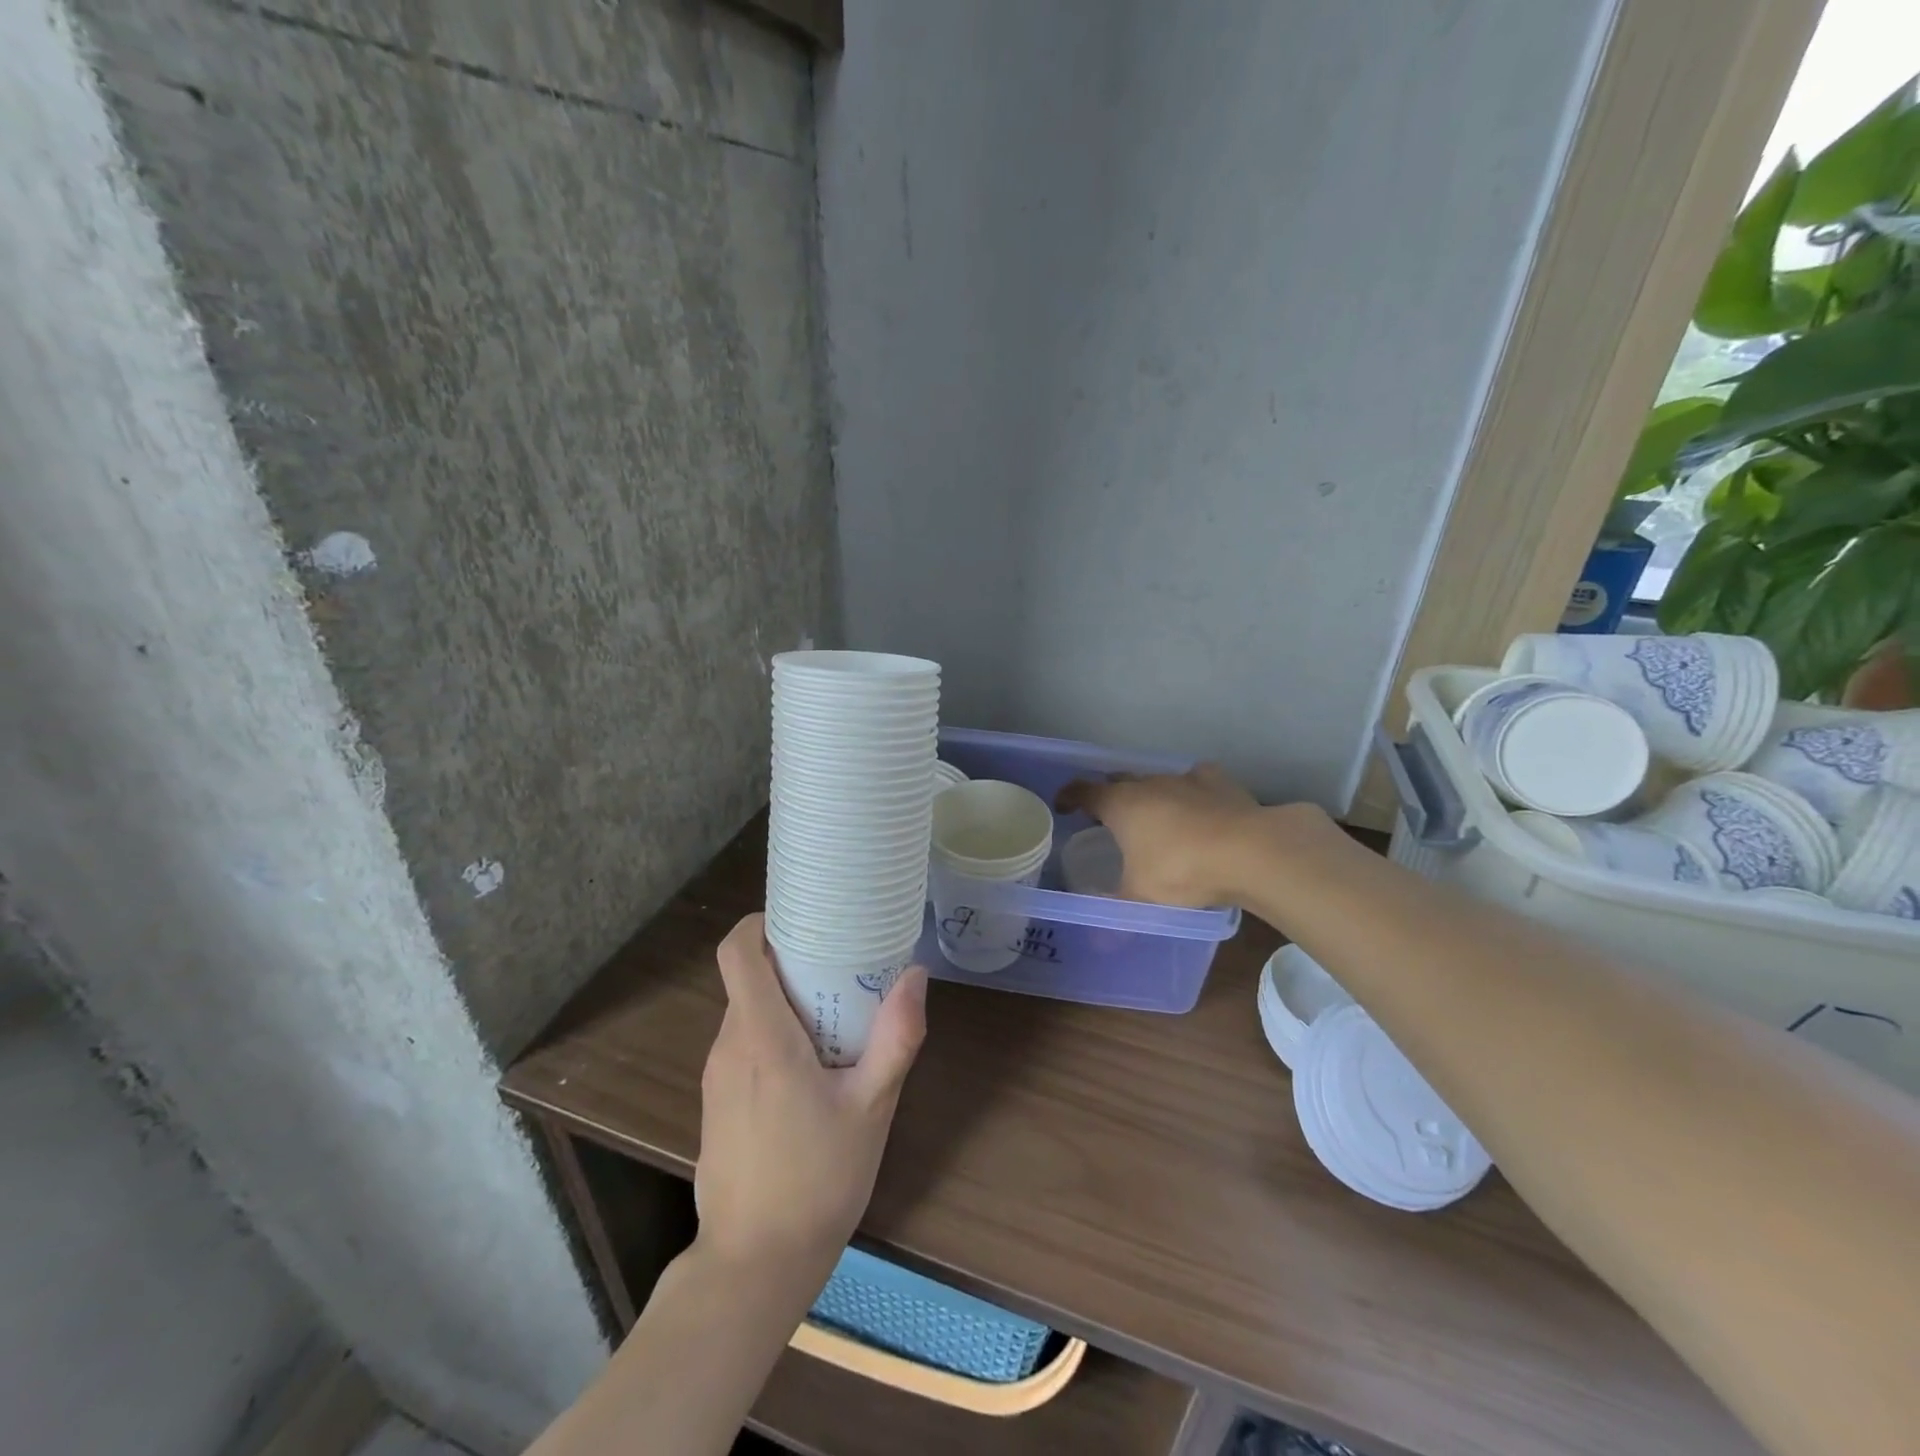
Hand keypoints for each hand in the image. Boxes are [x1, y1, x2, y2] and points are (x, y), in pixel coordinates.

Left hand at [695, 914, 927, 1280]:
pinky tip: (814, 1068)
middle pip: (750, 977)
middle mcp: (729, 1045)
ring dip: (787, 1001)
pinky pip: (744, 1044)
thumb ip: (896, 1038)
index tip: (803, 917)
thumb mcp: (872, 1108)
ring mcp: (717, 1076)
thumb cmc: (817, 1180)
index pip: (737, 952)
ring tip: (838, 1016)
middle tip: (843, 965)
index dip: (761, 922)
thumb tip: (915, 976)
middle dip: (793, 962)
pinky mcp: (717, 1102)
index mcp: (761, 1037)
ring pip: (748, 1011)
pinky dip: (775, 1034)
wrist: (754, 1266)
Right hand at [1056, 764, 1305, 907]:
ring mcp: (1184, 779)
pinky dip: (1189, 793)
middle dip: (1109, 796)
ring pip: (1156, 780)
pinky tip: (1198, 809)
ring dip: (1149, 796)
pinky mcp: (1217, 781)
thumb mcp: (1141, 896)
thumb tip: (1096, 942)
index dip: (1069, 797)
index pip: (1083, 791)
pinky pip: (1194, 781)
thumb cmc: (1181, 870)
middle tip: (1108, 819)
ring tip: (1154, 819)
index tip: (1063, 806)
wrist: (1249, 851)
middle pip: (1118, 781)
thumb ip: (1116, 909)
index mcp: (1120, 805)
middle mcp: (1147, 784)